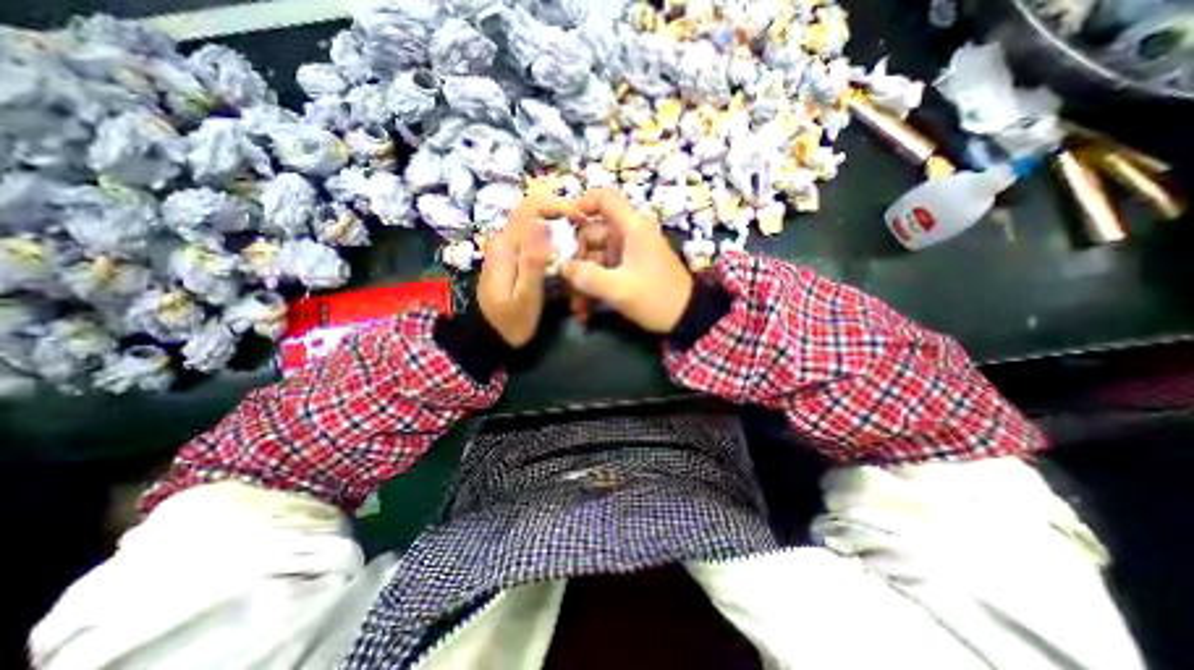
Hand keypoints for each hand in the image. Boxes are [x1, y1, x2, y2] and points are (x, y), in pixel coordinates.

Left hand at [479, 193, 585, 347]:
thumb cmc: (511, 321)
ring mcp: (506, 249)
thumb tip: (542, 223)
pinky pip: (534, 241)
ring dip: (559, 233)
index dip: (560, 206)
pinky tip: (563, 262)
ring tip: (577, 252)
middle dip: (563, 220)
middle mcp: (503, 240)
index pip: (532, 205)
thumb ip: (533, 260)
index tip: (582, 220)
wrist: (490, 337)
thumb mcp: (526, 296)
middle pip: (535, 213)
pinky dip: (552, 245)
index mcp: (506, 245)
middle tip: (584, 240)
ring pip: (536, 226)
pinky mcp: (511, 258)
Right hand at [564, 186, 696, 332]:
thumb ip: (587, 277)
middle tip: (566, 283)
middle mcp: (628, 236)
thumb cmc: (656, 298)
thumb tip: (562, 268)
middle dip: (576, 260)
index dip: (581, 204)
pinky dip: (593, 288)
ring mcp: (627, 255)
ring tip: (577, 308)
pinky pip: (603, 272)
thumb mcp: (620, 289)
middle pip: (591, 233)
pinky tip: (585, 311)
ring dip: (582, 281)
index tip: (562, 225)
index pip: (605, 198)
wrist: (686, 319)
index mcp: (632, 228)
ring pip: (594, 258)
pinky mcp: (628, 271)